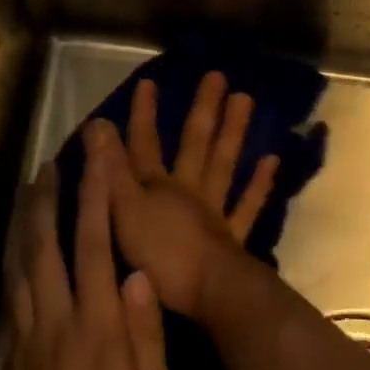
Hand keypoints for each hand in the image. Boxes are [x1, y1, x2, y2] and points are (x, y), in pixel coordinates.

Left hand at [0, 153, 172, 369]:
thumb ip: (146, 333)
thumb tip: (140, 273)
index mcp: (95, 325)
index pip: (94, 245)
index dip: (95, 197)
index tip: (97, 161)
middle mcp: (55, 319)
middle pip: (45, 245)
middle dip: (48, 198)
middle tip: (50, 163)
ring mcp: (25, 336)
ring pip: (18, 264)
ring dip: (23, 221)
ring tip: (28, 189)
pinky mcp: (8, 354)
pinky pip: (6, 293)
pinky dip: (8, 259)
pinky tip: (11, 246)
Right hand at [84, 72, 279, 319]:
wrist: (208, 293)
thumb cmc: (160, 255)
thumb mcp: (122, 212)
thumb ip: (110, 170)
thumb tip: (98, 124)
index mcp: (156, 187)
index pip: (145, 144)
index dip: (144, 116)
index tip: (149, 84)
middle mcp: (188, 190)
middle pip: (195, 143)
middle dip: (203, 110)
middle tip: (218, 76)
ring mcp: (214, 210)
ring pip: (224, 163)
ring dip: (233, 131)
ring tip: (245, 99)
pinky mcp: (233, 236)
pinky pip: (247, 204)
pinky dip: (259, 183)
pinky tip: (272, 159)